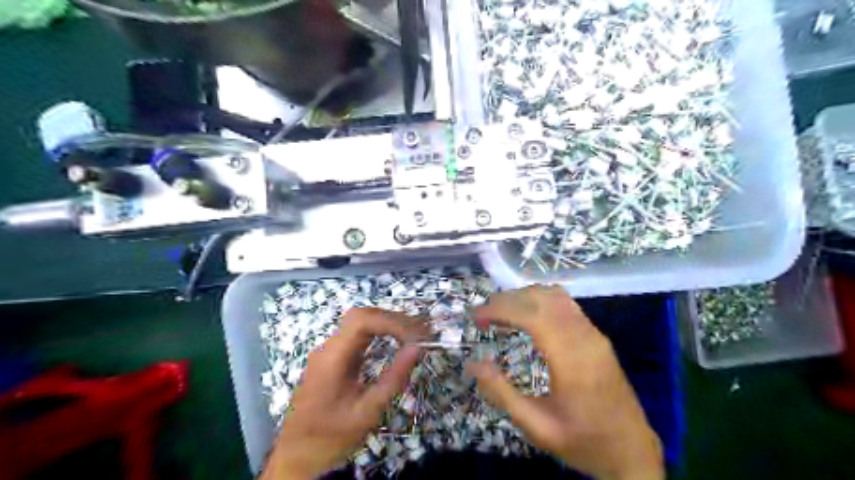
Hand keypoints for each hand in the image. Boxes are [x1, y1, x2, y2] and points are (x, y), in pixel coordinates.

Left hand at [263, 308, 426, 479]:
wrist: (296, 455)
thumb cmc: (331, 436)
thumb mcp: (367, 412)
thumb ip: (393, 378)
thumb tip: (417, 348)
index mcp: (332, 358)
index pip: (363, 321)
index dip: (392, 322)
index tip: (417, 335)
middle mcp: (328, 347)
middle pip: (362, 316)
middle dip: (394, 319)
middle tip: (422, 331)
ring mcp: (329, 350)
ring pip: (360, 322)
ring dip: (389, 324)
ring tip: (415, 333)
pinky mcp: (334, 357)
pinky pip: (358, 335)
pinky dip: (381, 332)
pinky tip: (397, 340)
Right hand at [466, 286, 658, 478]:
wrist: (633, 452)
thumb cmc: (583, 442)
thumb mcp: (537, 427)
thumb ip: (503, 393)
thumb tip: (473, 364)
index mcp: (571, 361)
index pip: (532, 316)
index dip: (501, 309)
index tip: (476, 317)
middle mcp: (584, 338)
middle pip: (541, 299)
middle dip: (507, 300)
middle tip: (483, 315)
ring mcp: (594, 334)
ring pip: (555, 296)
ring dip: (524, 296)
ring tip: (500, 312)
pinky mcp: (597, 336)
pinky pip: (567, 304)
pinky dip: (541, 300)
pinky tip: (527, 314)